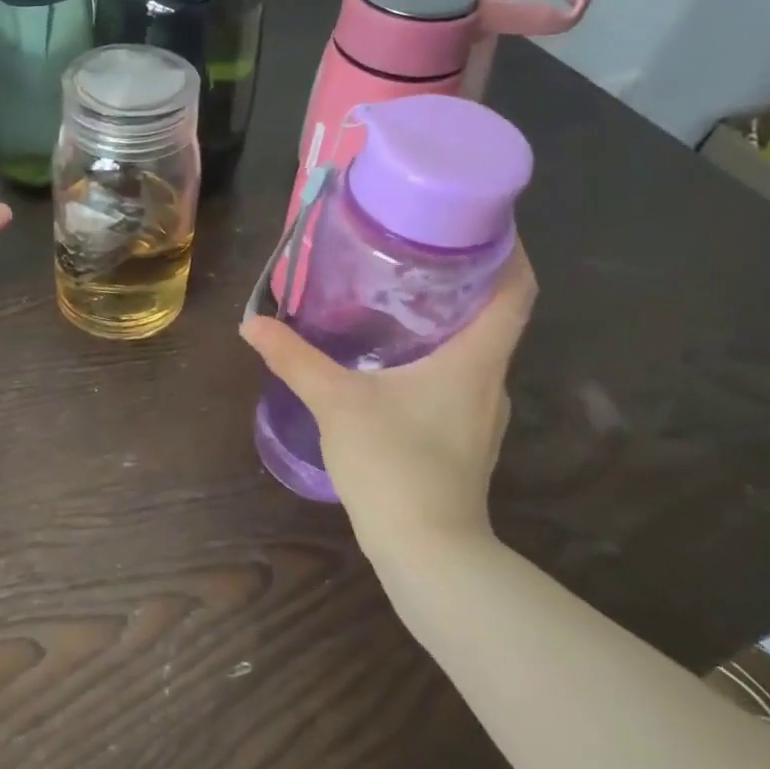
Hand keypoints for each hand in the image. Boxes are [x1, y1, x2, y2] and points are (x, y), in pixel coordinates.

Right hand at [239, 242, 536, 565]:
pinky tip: (395, 362)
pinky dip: (437, 357)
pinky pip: (459, 379)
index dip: (509, 246)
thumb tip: (252, 324)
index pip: (517, 287)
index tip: (478, 217)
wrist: (427, 551)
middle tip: (416, 250)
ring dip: (448, 320)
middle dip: (463, 277)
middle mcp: (490, 380)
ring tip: (401, 298)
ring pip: (476, 349)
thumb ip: (295, 360)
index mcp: (476, 359)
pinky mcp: (465, 438)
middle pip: (496, 314)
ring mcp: (482, 414)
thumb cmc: (394, 465)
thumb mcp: (336, 403)